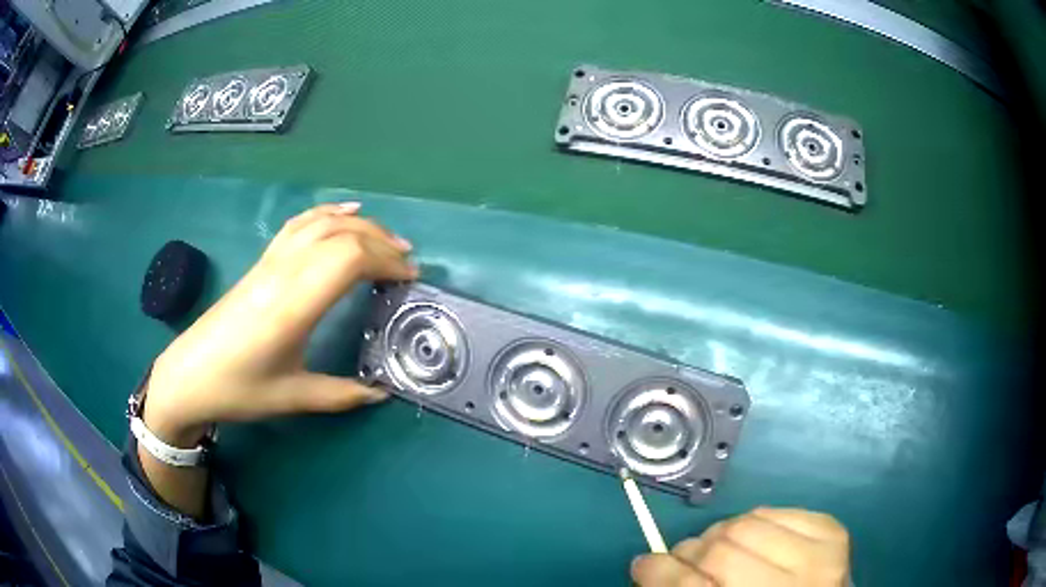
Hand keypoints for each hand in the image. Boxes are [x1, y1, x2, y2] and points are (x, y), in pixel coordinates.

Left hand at [143, 202, 417, 447]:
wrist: (189, 376)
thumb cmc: (238, 390)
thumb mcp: (292, 398)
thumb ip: (342, 395)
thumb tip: (383, 392)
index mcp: (292, 306)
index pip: (348, 258)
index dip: (385, 261)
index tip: (408, 280)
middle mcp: (283, 273)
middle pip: (341, 234)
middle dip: (381, 242)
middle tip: (407, 264)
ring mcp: (270, 263)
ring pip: (321, 223)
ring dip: (359, 225)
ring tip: (387, 240)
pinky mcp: (261, 263)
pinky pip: (298, 225)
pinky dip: (327, 212)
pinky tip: (344, 211)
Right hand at [632, 508, 849, 586]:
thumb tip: (650, 564)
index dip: (660, 574)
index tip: (644, 564)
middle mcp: (793, 586)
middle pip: (720, 550)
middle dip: (690, 551)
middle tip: (684, 557)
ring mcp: (820, 555)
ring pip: (747, 523)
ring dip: (722, 533)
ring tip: (722, 548)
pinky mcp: (832, 531)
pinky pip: (777, 510)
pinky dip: (756, 522)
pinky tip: (757, 541)